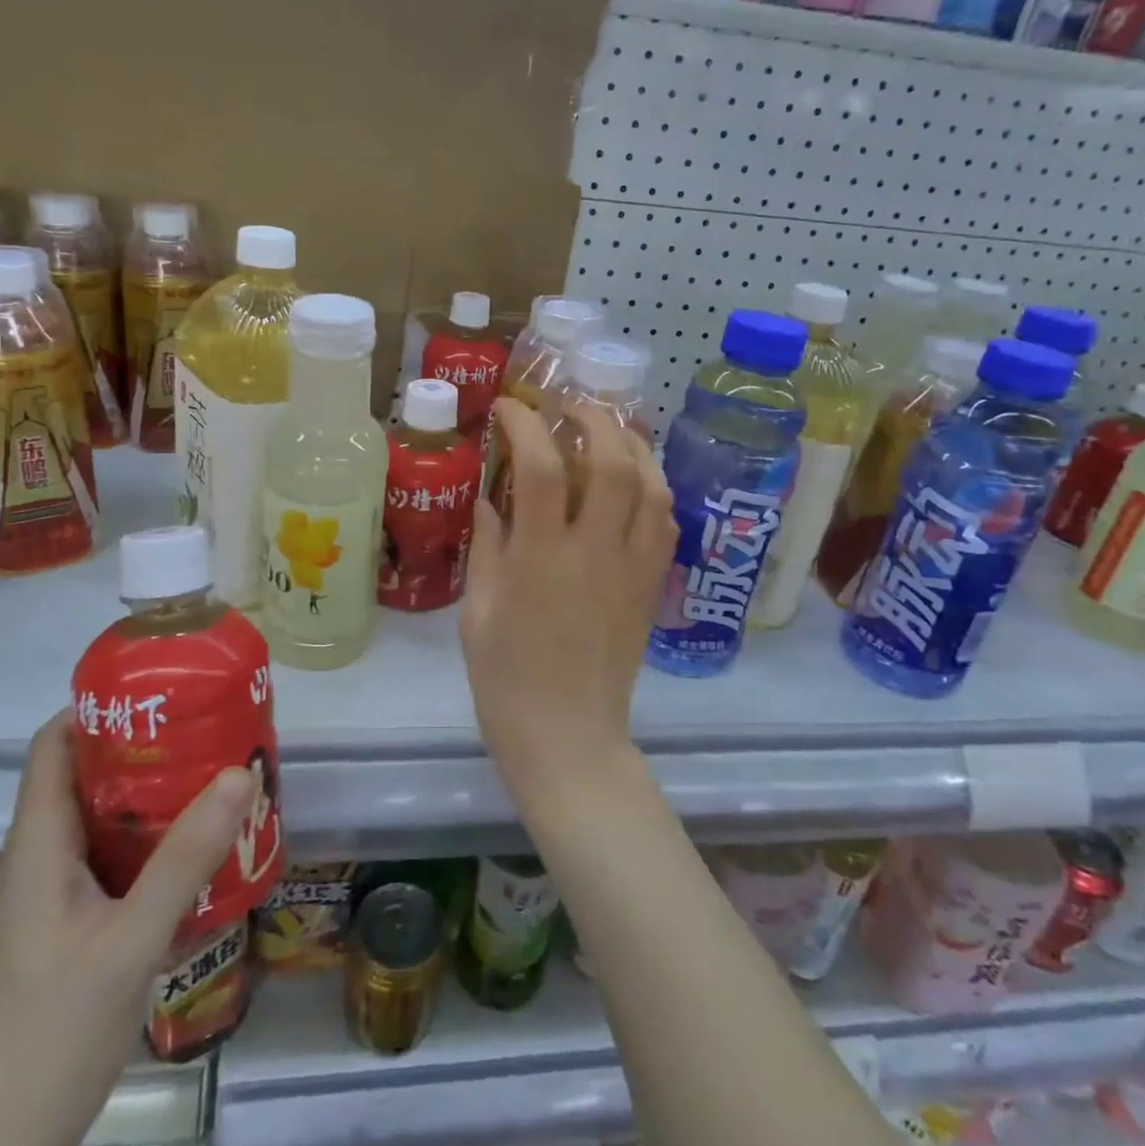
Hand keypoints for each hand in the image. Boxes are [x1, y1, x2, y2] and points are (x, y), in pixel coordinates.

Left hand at [0, 713, 254, 1145]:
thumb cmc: (51, 1036)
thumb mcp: (130, 942)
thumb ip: (185, 859)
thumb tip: (239, 773)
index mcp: (37, 847)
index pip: (52, 747)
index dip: (96, 706)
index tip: (157, 688)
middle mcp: (39, 862)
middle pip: (83, 777)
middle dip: (143, 746)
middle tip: (205, 729)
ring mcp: (51, 901)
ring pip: (100, 822)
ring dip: (151, 796)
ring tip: (212, 778)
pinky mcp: (67, 933)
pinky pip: (110, 863)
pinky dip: (150, 843)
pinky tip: (195, 853)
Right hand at [460, 398, 676, 800]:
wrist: (570, 739)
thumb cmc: (507, 681)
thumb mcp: (478, 613)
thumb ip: (488, 548)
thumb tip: (490, 499)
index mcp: (540, 559)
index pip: (540, 468)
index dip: (525, 424)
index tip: (509, 407)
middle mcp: (594, 552)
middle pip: (613, 462)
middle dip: (594, 418)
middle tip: (570, 406)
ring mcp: (633, 568)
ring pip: (652, 486)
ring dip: (633, 445)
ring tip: (610, 430)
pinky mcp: (653, 586)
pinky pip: (666, 522)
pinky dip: (653, 488)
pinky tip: (635, 482)